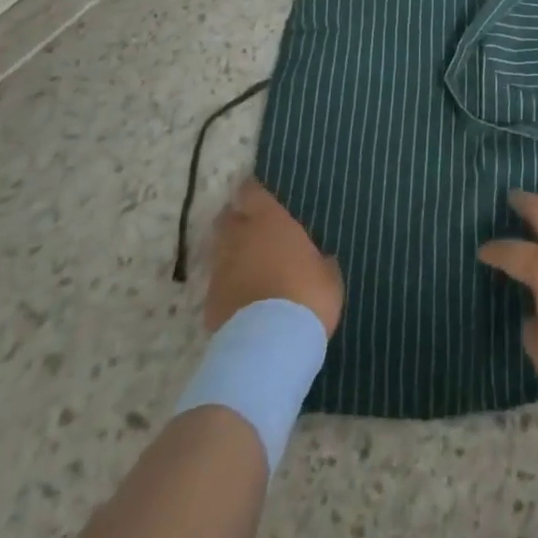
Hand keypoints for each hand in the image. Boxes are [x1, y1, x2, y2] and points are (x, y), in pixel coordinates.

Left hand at [206, 179, 343, 335]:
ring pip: (219, 250)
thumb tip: (323, 260)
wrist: (269, 345)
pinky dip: (228, 285)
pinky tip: (242, 297)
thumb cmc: (306, 297)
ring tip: (247, 265)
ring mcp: (221, 269)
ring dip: (230, 252)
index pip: (251, 192)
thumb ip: (321, 262)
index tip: (256, 194)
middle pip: (228, 218)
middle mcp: (240, 238)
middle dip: (236, 219)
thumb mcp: (328, 277)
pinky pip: (218, 283)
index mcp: (269, 222)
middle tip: (250, 228)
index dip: (252, 192)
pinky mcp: (209, 300)